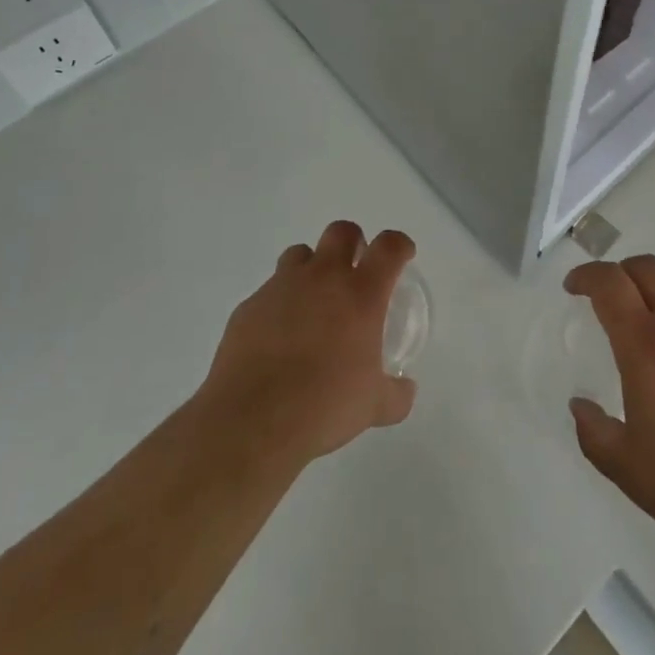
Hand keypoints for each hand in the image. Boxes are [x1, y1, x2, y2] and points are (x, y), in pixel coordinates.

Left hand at [195, 221, 417, 470]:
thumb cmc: (324, 407)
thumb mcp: (374, 408)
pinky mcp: (249, 306)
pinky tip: (278, 337)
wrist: (251, 423)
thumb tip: (404, 389)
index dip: (399, 245)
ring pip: (300, 253)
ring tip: (313, 301)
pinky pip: (269, 291)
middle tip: (355, 271)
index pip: (389, 247)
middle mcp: (323, 278)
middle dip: (353, 243)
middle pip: (342, 231)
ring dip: (312, 268)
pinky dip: (279, 304)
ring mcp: (282, 287)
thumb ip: (395, 394)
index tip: (402, 256)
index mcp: (361, 294)